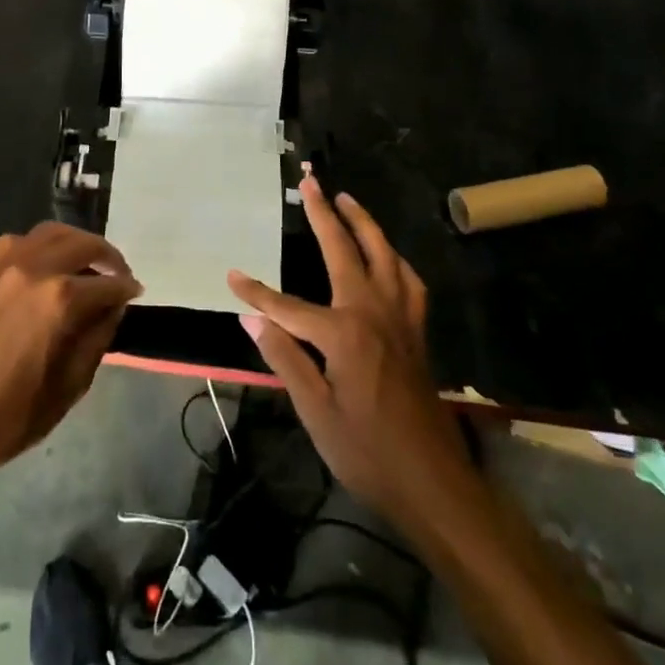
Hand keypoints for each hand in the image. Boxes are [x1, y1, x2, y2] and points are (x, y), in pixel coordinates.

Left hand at [0, 222, 140, 479]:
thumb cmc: (11, 415)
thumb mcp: (70, 386)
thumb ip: (98, 338)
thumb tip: (112, 308)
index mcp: (59, 301)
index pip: (107, 285)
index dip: (127, 289)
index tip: (136, 294)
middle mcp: (34, 270)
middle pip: (83, 244)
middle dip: (108, 258)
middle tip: (119, 275)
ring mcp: (3, 266)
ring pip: (51, 233)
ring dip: (75, 242)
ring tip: (86, 262)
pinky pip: (18, 242)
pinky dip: (40, 245)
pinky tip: (45, 265)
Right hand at [228, 178, 479, 538]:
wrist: (433, 482)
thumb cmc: (367, 452)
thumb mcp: (315, 413)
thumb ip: (284, 358)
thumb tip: (250, 319)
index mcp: (343, 333)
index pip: (287, 306)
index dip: (256, 293)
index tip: (232, 277)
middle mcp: (373, 312)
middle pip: (345, 250)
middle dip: (324, 214)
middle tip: (311, 182)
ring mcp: (400, 318)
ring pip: (384, 254)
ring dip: (364, 223)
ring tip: (347, 200)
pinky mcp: (417, 330)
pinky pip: (408, 279)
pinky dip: (393, 258)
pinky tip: (386, 256)